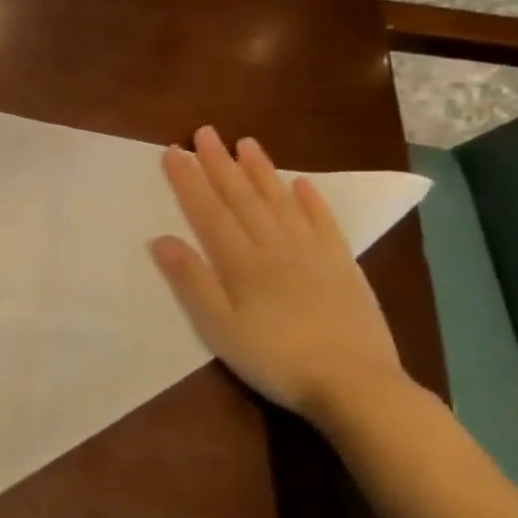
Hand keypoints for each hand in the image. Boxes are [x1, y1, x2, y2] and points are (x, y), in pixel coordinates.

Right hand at [149, 126, 409, 419]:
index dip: (189, 181)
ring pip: (281, 203)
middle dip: (220, 164)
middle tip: (205, 133)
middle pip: (243, 198)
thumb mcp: (219, 327)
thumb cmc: (275, 359)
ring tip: (247, 143)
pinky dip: (311, 201)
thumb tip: (162, 239)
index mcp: (242, 262)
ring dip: (262, 172)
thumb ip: (192, 281)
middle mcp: (276, 247)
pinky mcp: (343, 268)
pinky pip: (323, 224)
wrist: (356, 385)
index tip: (174, 151)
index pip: (209, 211)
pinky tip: (301, 184)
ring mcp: (313, 254)